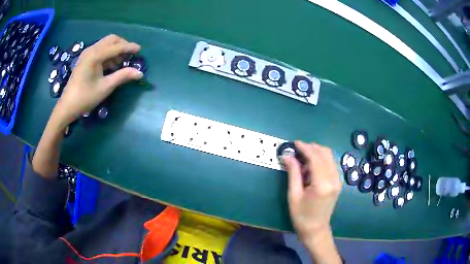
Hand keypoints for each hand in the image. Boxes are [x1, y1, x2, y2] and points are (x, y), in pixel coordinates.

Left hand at [51, 34, 142, 126]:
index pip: (116, 46)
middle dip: (122, 45)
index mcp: (95, 55)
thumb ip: (122, 76)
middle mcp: (91, 50)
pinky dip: (108, 53)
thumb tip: (140, 73)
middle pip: (111, 39)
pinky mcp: (85, 58)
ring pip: (105, 44)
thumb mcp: (105, 87)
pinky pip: (100, 50)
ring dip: (115, 49)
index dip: (129, 47)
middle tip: (130, 55)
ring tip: (121, 62)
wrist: (67, 106)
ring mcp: (87, 53)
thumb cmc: (85, 97)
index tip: (140, 50)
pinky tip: (111, 65)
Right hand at [282, 141, 341, 262]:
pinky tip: (311, 165)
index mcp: (322, 184)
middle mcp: (333, 179)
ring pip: (330, 157)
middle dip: (311, 147)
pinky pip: (331, 164)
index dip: (305, 148)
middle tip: (297, 149)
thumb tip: (287, 156)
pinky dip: (322, 159)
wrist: (316, 229)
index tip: (295, 143)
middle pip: (325, 154)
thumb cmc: (301, 215)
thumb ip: (293, 173)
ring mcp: (338, 180)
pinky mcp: (338, 182)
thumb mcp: (294, 195)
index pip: (315, 158)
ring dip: (317, 152)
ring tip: (303, 156)